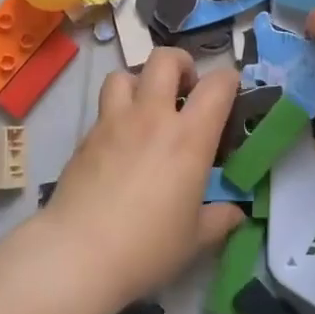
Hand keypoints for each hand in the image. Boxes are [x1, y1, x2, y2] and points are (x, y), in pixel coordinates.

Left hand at [38, 48, 245, 308]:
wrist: (78, 254)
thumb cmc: (147, 247)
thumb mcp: (194, 239)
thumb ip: (218, 219)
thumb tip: (236, 214)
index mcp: (188, 138)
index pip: (216, 86)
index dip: (229, 80)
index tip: (231, 92)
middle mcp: (152, 117)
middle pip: (164, 59)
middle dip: (181, 64)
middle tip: (185, 91)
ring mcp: (114, 122)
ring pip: (124, 75)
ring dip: (139, 83)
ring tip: (145, 110)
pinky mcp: (86, 136)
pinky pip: (103, 108)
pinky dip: (116, 114)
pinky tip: (119, 145)